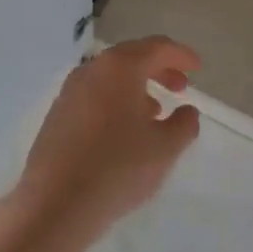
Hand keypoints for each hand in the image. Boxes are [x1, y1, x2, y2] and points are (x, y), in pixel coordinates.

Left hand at [18, 36, 200, 241]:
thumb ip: (184, 124)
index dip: (181, 55)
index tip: (197, 67)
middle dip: (159, 68)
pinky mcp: (57, 115)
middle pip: (131, 57)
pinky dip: (115, 101)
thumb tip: (187, 111)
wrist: (55, 204)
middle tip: (180, 87)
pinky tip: (124, 130)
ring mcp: (69, 92)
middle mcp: (91, 70)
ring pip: (110, 77)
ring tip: (155, 111)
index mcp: (120, 68)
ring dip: (136, 86)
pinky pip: (94, 95)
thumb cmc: (118, 168)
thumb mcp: (165, 149)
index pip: (157, 47)